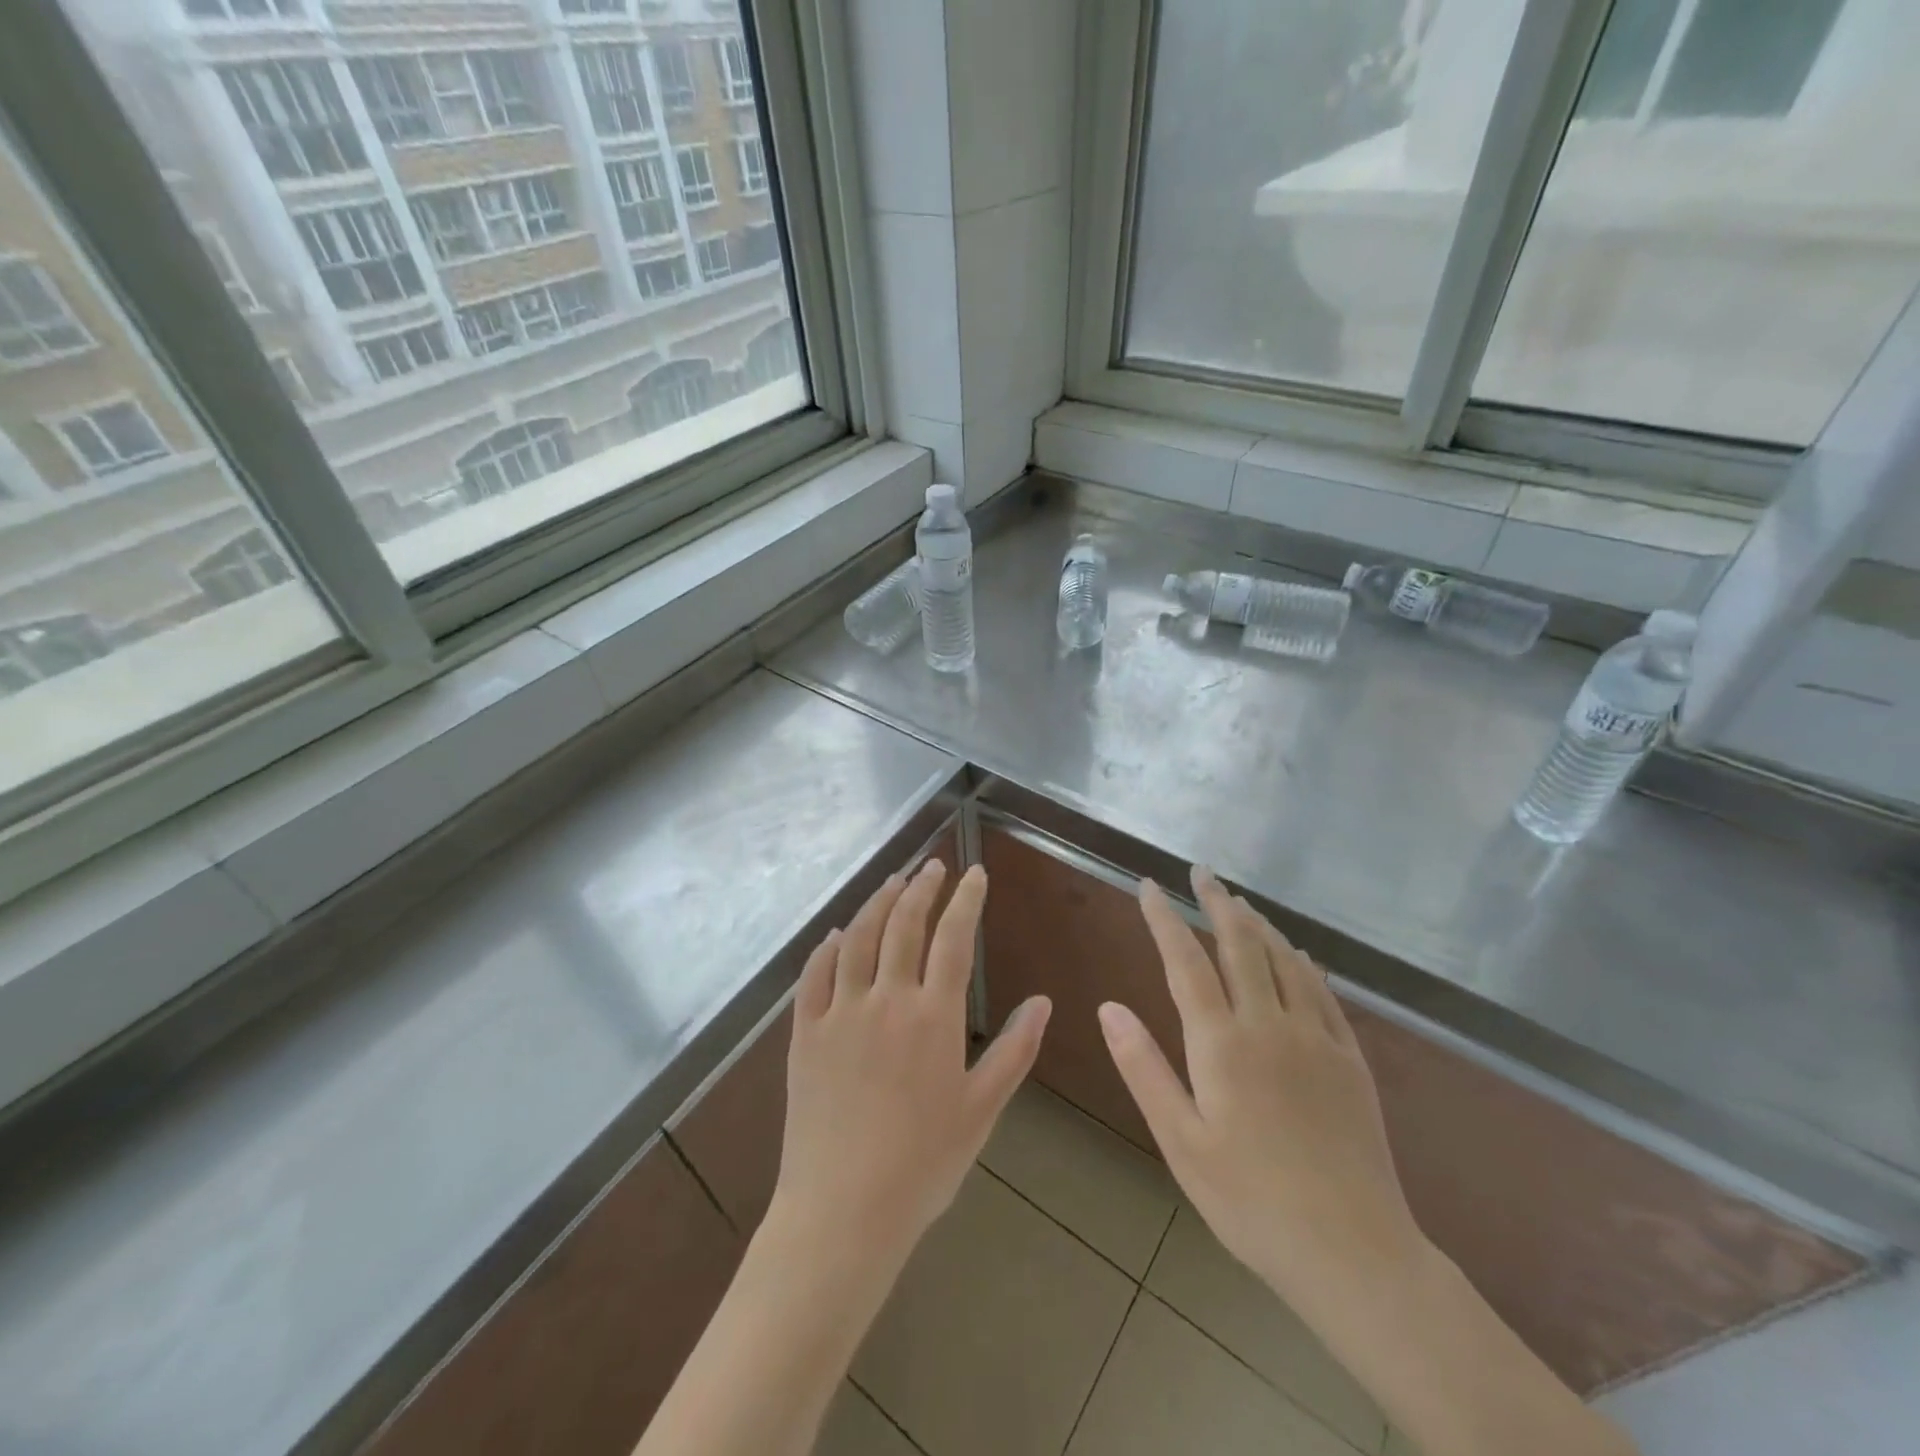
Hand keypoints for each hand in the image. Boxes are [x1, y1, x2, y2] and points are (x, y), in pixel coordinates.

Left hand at [772, 860, 1051, 1269]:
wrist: (843, 1211)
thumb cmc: (923, 1165)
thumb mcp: (982, 1110)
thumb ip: (1014, 1050)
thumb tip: (1042, 1000)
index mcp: (933, 1017)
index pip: (953, 939)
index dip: (966, 900)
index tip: (975, 873)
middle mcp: (886, 1000)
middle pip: (904, 925)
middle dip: (922, 888)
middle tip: (933, 866)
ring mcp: (840, 1012)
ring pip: (857, 938)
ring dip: (877, 903)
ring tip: (893, 881)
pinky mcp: (804, 1032)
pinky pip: (813, 975)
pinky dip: (826, 948)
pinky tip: (836, 934)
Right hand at [1099, 866, 1423, 1318]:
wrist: (1354, 1253)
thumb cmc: (1250, 1201)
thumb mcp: (1181, 1142)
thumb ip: (1144, 1068)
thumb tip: (1108, 1006)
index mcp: (1221, 1043)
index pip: (1185, 961)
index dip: (1164, 918)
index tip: (1148, 886)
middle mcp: (1269, 1025)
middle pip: (1239, 945)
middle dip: (1216, 903)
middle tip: (1201, 872)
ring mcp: (1315, 1038)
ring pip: (1283, 960)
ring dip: (1258, 924)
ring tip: (1239, 901)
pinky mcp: (1350, 1060)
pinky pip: (1323, 992)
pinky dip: (1303, 962)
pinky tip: (1297, 953)